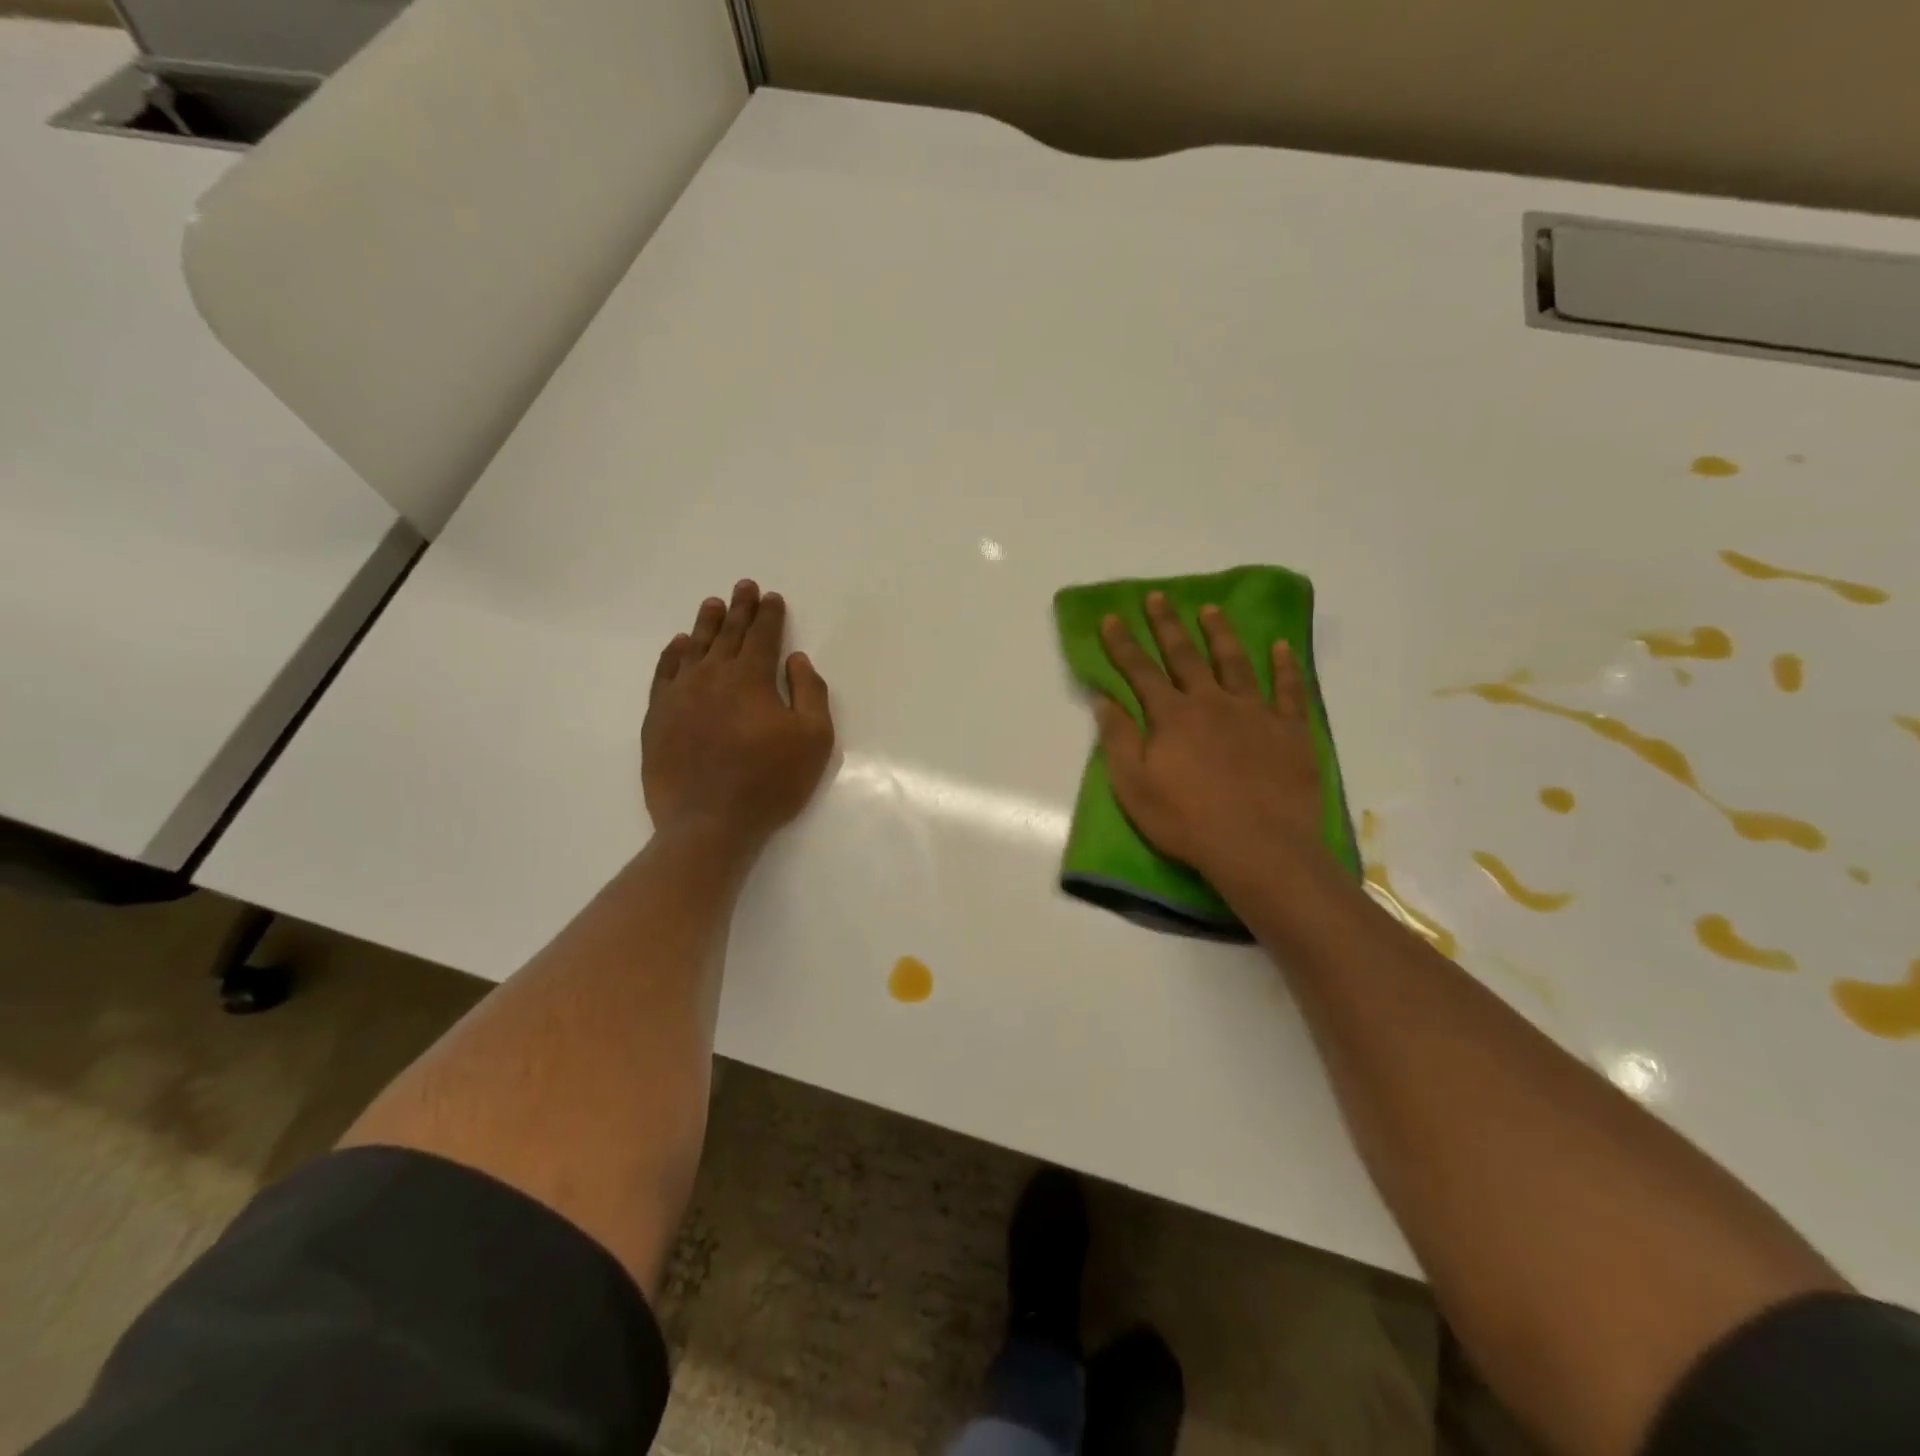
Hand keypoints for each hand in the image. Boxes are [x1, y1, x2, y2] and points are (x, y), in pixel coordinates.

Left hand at [643, 581, 833, 850]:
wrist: (709, 823)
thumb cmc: (770, 782)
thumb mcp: (813, 739)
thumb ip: (810, 692)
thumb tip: (796, 660)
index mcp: (750, 678)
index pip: (762, 635)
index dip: (769, 614)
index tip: (771, 597)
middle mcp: (712, 676)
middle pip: (727, 634)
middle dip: (739, 609)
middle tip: (743, 586)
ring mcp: (680, 696)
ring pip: (694, 648)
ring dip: (706, 624)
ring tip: (712, 605)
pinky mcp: (658, 718)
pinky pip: (664, 674)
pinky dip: (673, 655)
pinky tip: (679, 646)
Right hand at [1096, 593, 1328, 884]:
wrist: (1258, 846)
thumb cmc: (1186, 820)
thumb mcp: (1134, 786)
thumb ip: (1118, 738)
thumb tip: (1103, 699)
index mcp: (1171, 716)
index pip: (1140, 671)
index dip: (1122, 644)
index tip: (1111, 618)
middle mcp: (1211, 702)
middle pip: (1185, 656)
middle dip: (1167, 625)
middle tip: (1158, 597)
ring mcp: (1254, 713)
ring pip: (1234, 662)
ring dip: (1220, 634)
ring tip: (1211, 610)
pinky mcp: (1289, 730)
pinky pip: (1287, 690)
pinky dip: (1283, 666)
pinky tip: (1279, 646)